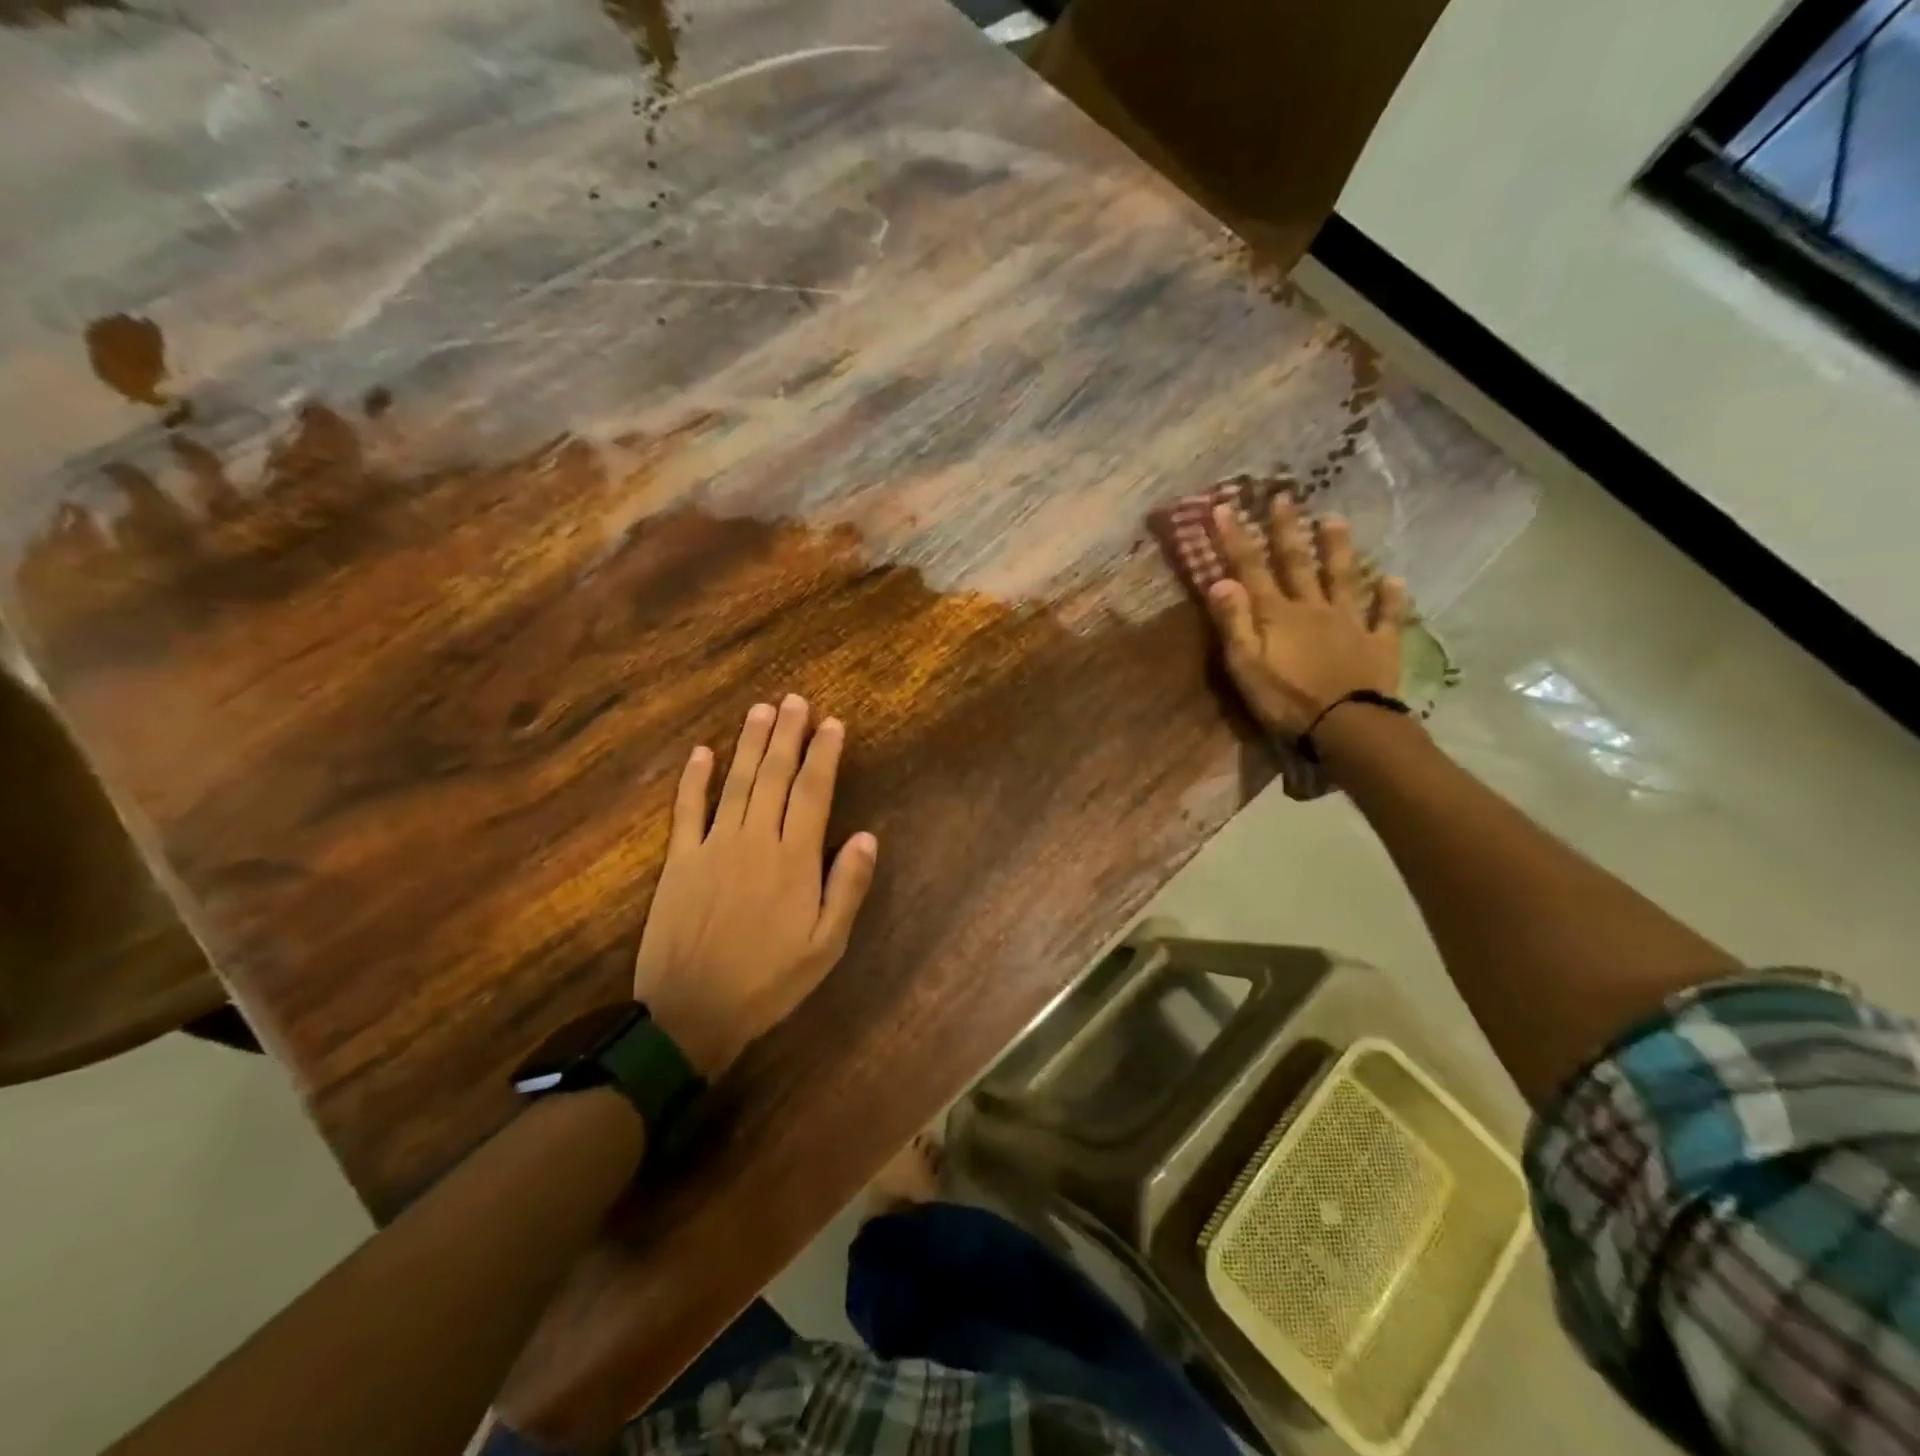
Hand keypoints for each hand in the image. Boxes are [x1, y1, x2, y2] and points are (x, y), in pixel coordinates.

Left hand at [633, 696, 877, 1078]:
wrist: (691, 1014)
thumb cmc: (768, 982)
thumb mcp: (825, 946)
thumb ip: (847, 888)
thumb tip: (867, 837)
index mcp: (794, 859)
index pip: (813, 792)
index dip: (824, 754)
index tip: (833, 724)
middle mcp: (755, 840)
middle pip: (774, 776)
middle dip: (788, 735)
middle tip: (796, 701)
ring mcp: (713, 846)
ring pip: (736, 782)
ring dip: (750, 744)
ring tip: (761, 710)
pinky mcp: (680, 860)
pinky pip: (687, 810)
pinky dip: (694, 779)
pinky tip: (702, 752)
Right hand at [1204, 499, 1408, 737]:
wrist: (1347, 726)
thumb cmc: (1287, 700)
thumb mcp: (1246, 666)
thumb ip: (1234, 622)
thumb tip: (1220, 580)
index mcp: (1277, 615)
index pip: (1251, 569)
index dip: (1235, 538)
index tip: (1224, 507)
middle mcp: (1313, 608)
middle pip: (1297, 563)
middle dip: (1286, 529)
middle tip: (1283, 497)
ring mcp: (1350, 622)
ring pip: (1343, 578)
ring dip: (1337, 548)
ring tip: (1335, 519)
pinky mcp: (1379, 643)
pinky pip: (1387, 615)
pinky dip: (1390, 597)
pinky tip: (1393, 579)